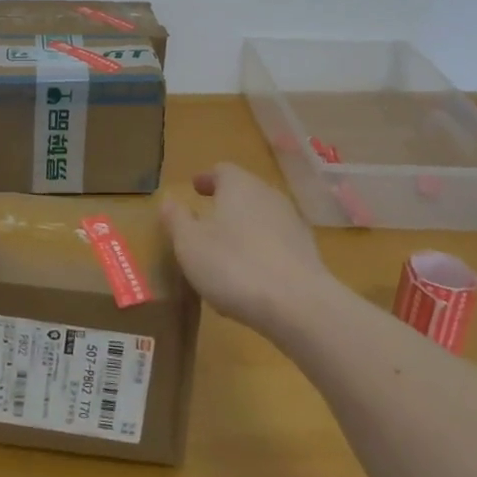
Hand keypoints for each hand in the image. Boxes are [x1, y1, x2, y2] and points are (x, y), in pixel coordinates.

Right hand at [160, 163, 333, 333]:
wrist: (299, 306)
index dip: (207, 179)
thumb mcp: (190, 244)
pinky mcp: (308, 253)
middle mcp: (268, 196)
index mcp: (239, 185)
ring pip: (261, 218)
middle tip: (207, 219)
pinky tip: (250, 278)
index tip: (195, 188)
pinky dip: (261, 252)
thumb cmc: (234, 266)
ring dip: (243, 229)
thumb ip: (176, 219)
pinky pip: (276, 245)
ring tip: (226, 252)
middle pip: (245, 192)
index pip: (222, 170)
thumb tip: (169, 200)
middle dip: (225, 203)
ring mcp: (292, 224)